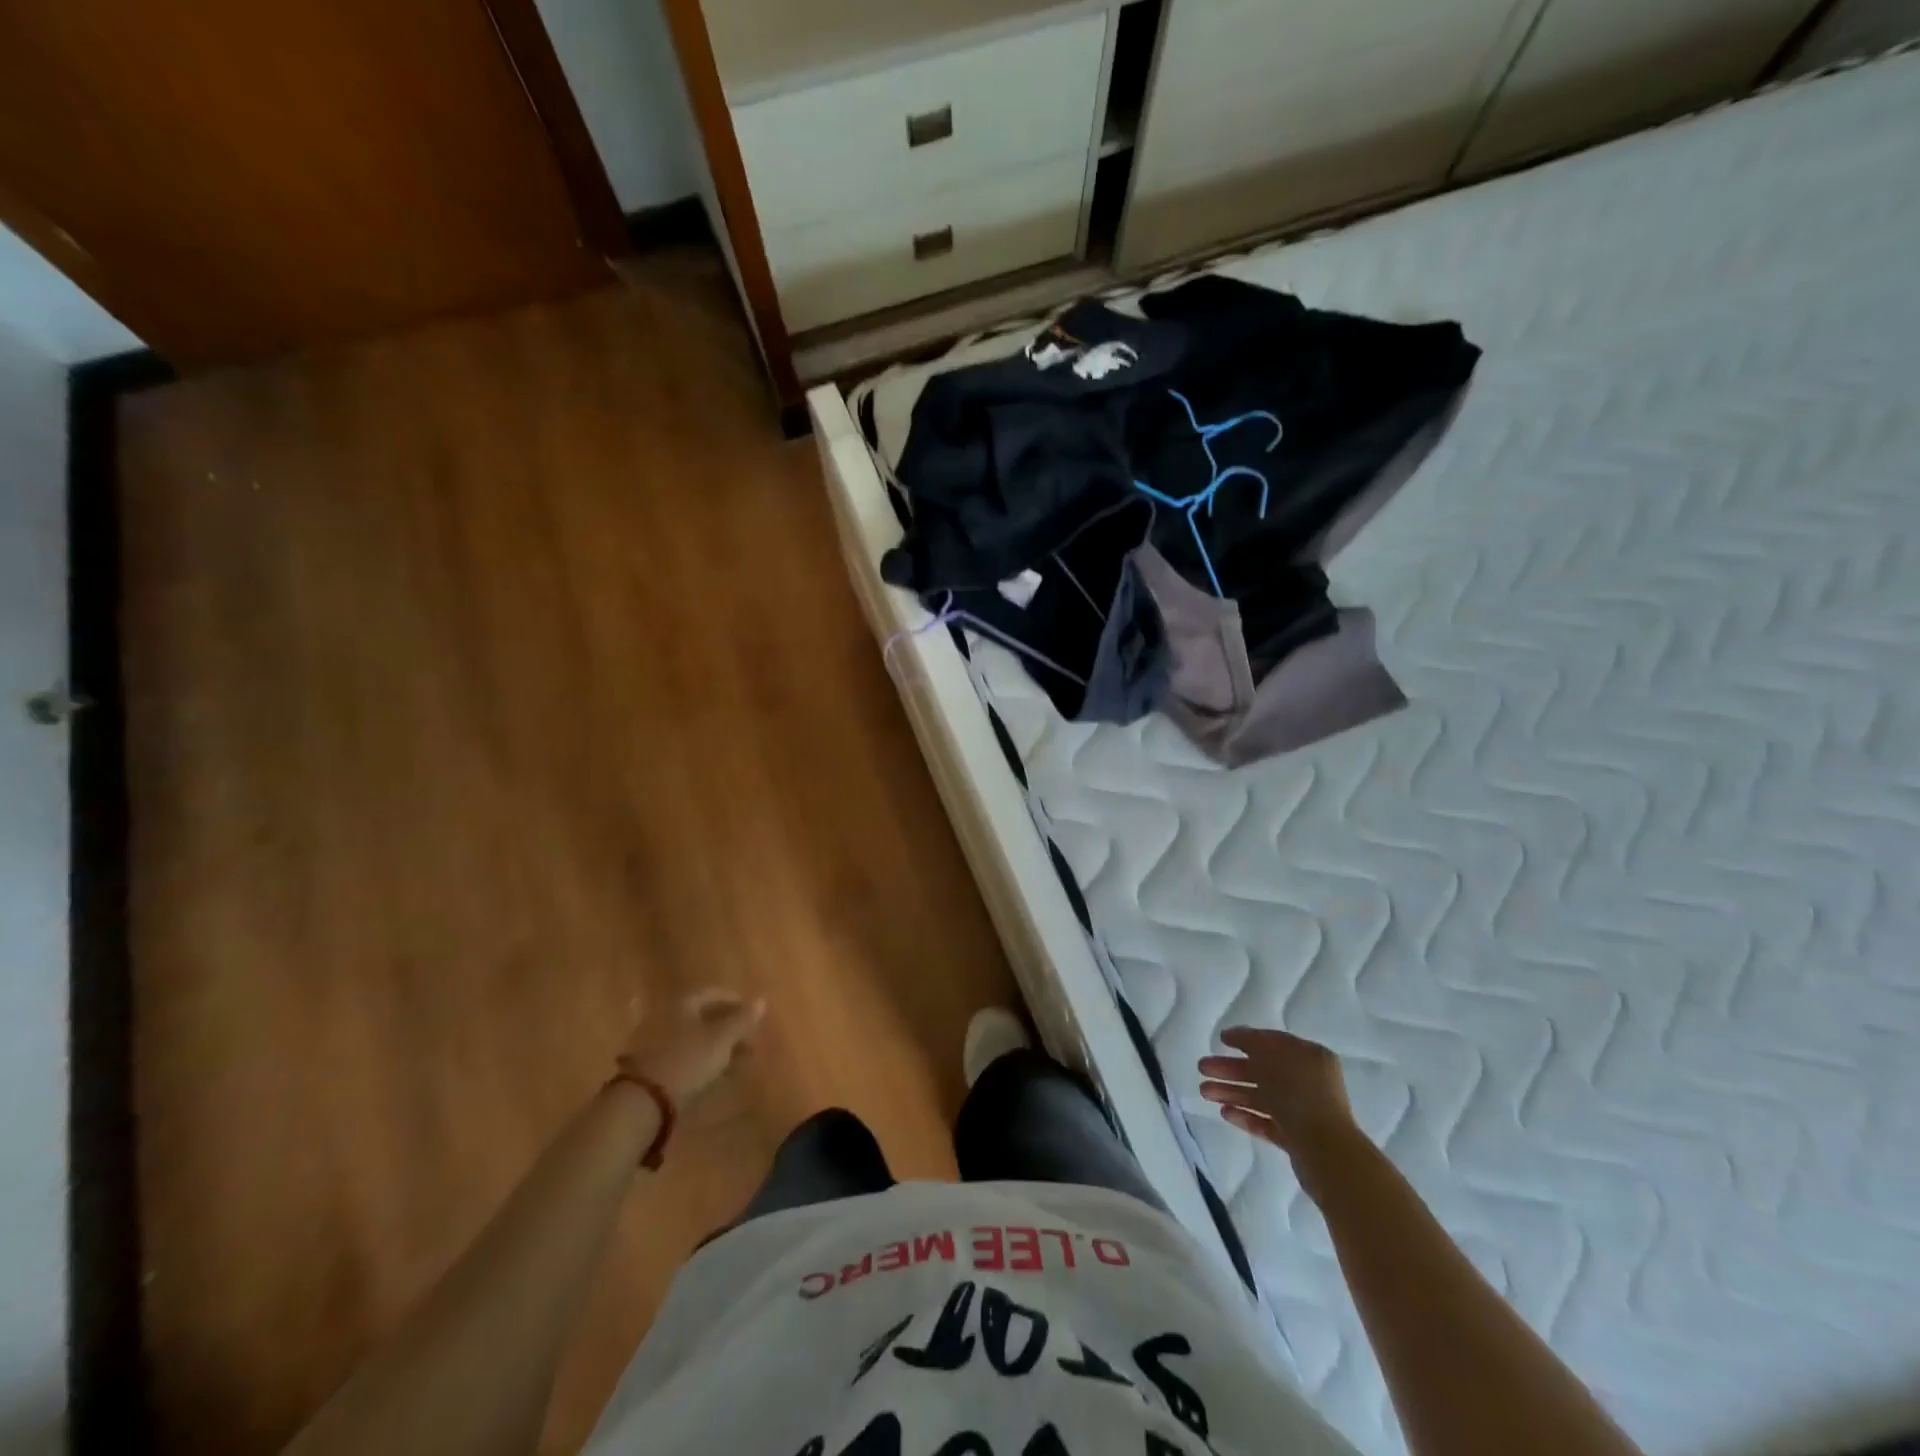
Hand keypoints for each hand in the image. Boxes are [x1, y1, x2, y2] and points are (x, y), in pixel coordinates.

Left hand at [621, 989, 765, 1104]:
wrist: (641, 1102)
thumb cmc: (687, 1061)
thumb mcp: (721, 1039)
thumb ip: (742, 1019)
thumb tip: (761, 1000)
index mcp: (682, 1002)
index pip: (714, 994)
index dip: (737, 1003)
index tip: (755, 1017)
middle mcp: (665, 1014)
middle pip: (702, 1015)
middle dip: (727, 1027)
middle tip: (747, 1042)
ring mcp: (652, 1039)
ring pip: (691, 1036)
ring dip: (713, 1045)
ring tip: (733, 1061)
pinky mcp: (646, 1064)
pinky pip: (679, 1054)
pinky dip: (697, 1059)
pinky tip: (710, 1072)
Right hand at [1198, 1027, 1361, 1161]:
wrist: (1325, 1151)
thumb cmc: (1298, 1093)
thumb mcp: (1270, 1055)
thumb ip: (1250, 1041)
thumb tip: (1235, 1035)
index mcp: (1309, 1057)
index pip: (1273, 1042)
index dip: (1245, 1039)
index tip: (1220, 1040)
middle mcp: (1308, 1081)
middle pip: (1262, 1071)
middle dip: (1230, 1069)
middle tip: (1202, 1068)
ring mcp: (1303, 1111)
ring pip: (1261, 1097)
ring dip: (1231, 1092)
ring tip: (1204, 1093)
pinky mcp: (1296, 1139)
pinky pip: (1266, 1122)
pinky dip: (1245, 1115)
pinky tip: (1224, 1112)